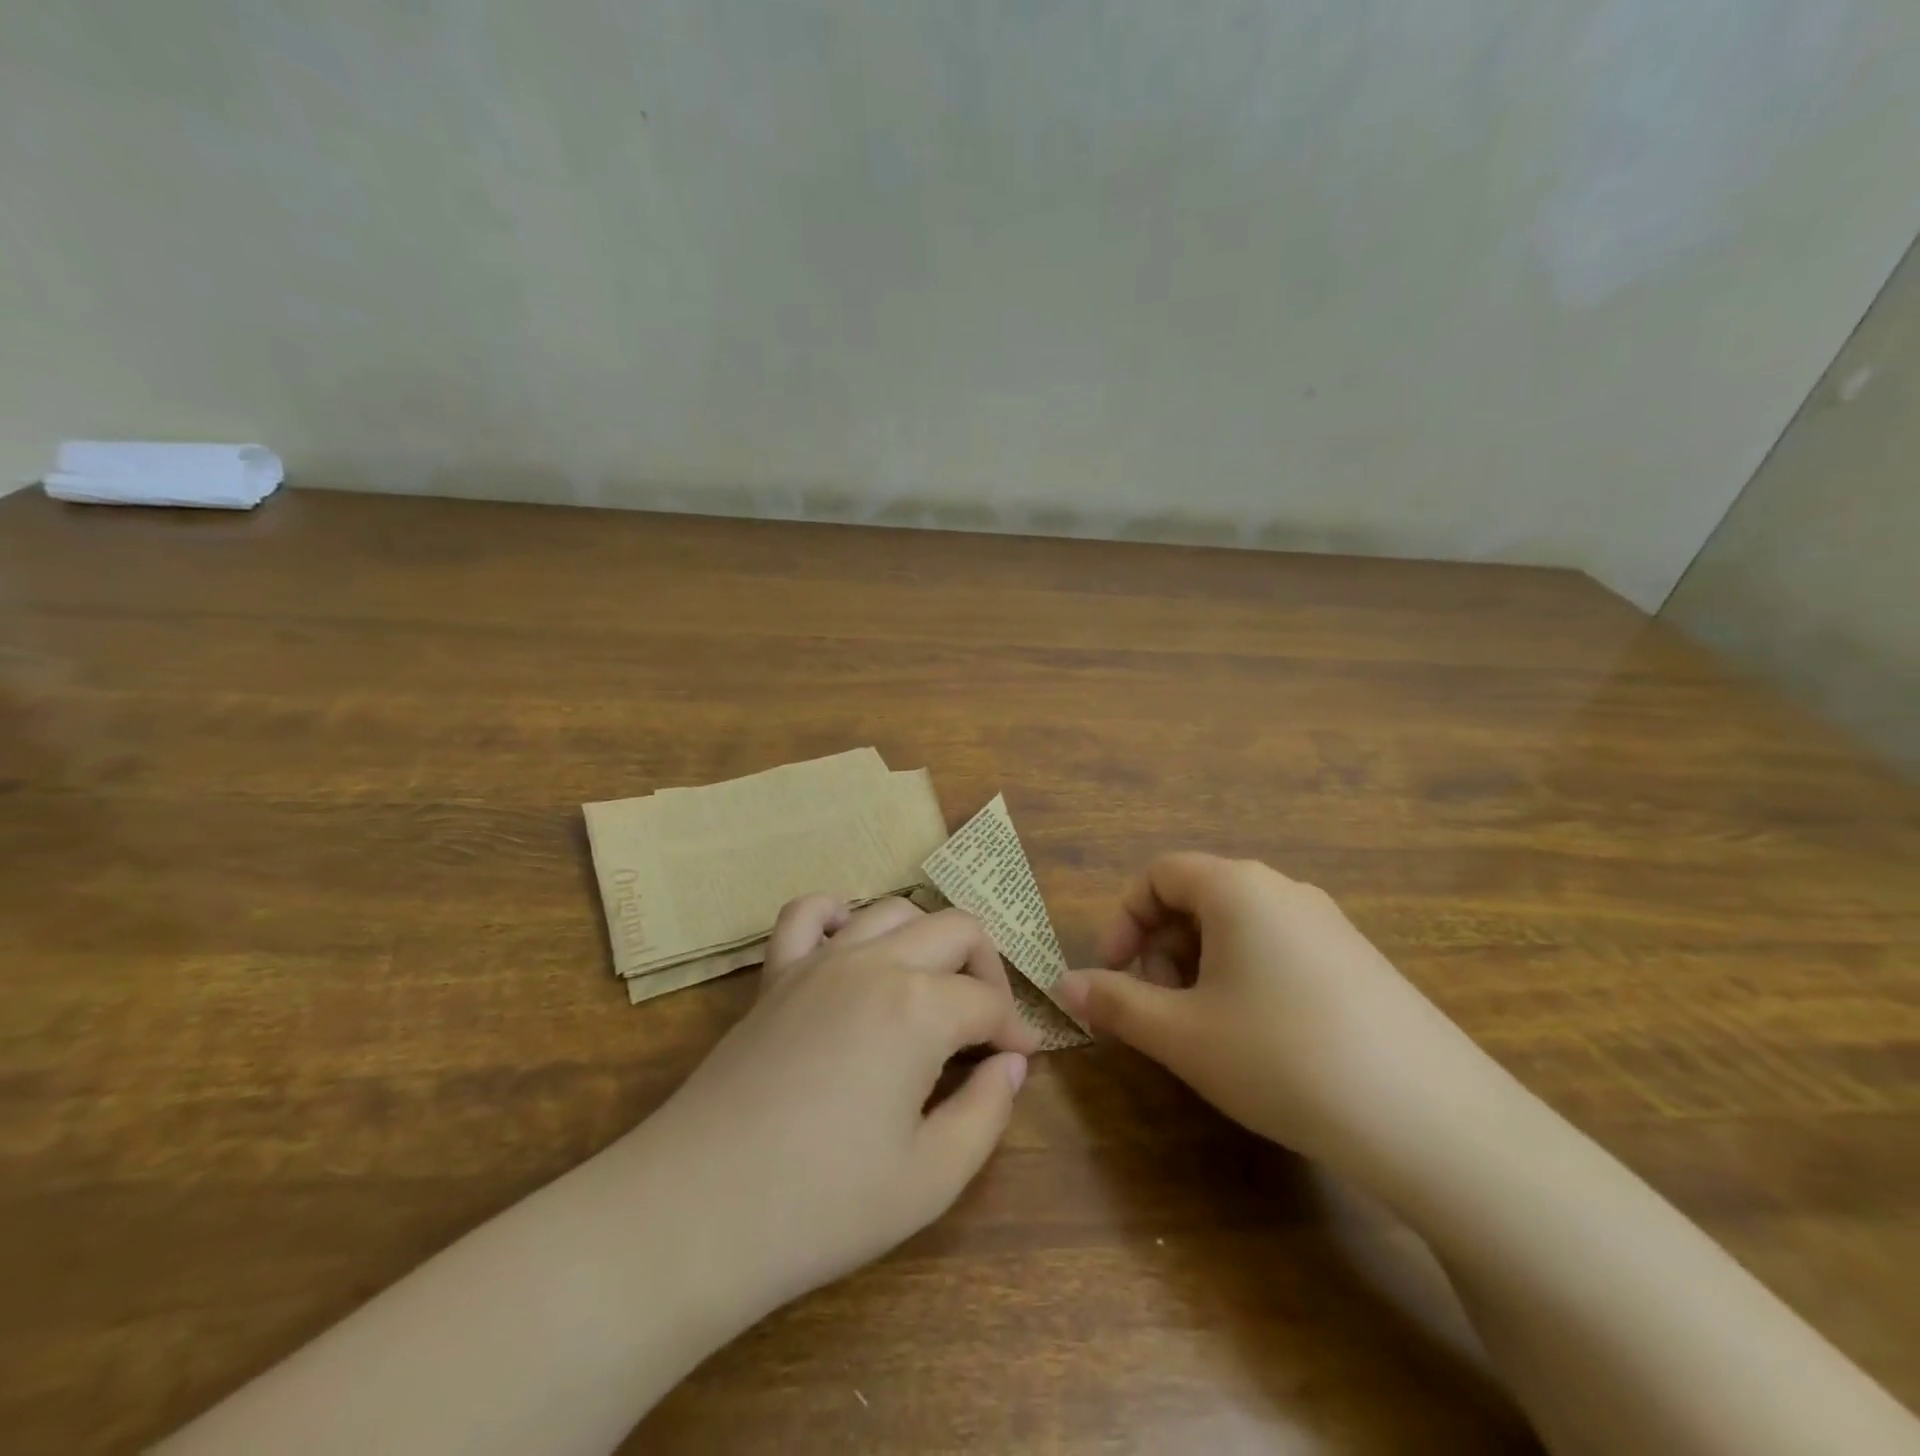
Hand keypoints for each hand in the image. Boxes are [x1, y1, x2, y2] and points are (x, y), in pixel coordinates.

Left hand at [640, 895, 1040, 1317]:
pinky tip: (852, 946)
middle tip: (986, 1026)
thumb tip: (1011, 1064)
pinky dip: (840, 914)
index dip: (1013, 1032)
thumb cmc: (823, 1204)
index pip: (988, 1001)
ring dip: (927, 940)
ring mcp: (819, 960)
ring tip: (931, 990)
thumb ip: (988, 1111)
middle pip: (955, 930)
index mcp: (919, 1007)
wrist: (697, 1211)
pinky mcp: (775, 974)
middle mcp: (874, 963)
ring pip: (893, 910)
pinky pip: (808, 912)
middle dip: (986, 970)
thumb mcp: (931, 1178)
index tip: (1018, 1062)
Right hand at [1058, 853, 1499, 1177]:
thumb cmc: (1282, 1057)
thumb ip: (1115, 1003)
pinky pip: (1280, 949)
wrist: (1434, 1121)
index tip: (1115, 975)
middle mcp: (1284, 890)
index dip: (1123, 920)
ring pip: (1239, 926)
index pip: (1158, 875)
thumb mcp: (1182, 1034)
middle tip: (1160, 1009)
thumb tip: (1064, 985)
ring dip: (1201, 966)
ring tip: (1207, 1030)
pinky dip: (1247, 978)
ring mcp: (1329, 924)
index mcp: (1236, 887)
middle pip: (1198, 897)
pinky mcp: (1360, 962)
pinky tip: (1263, 1040)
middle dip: (1161, 947)